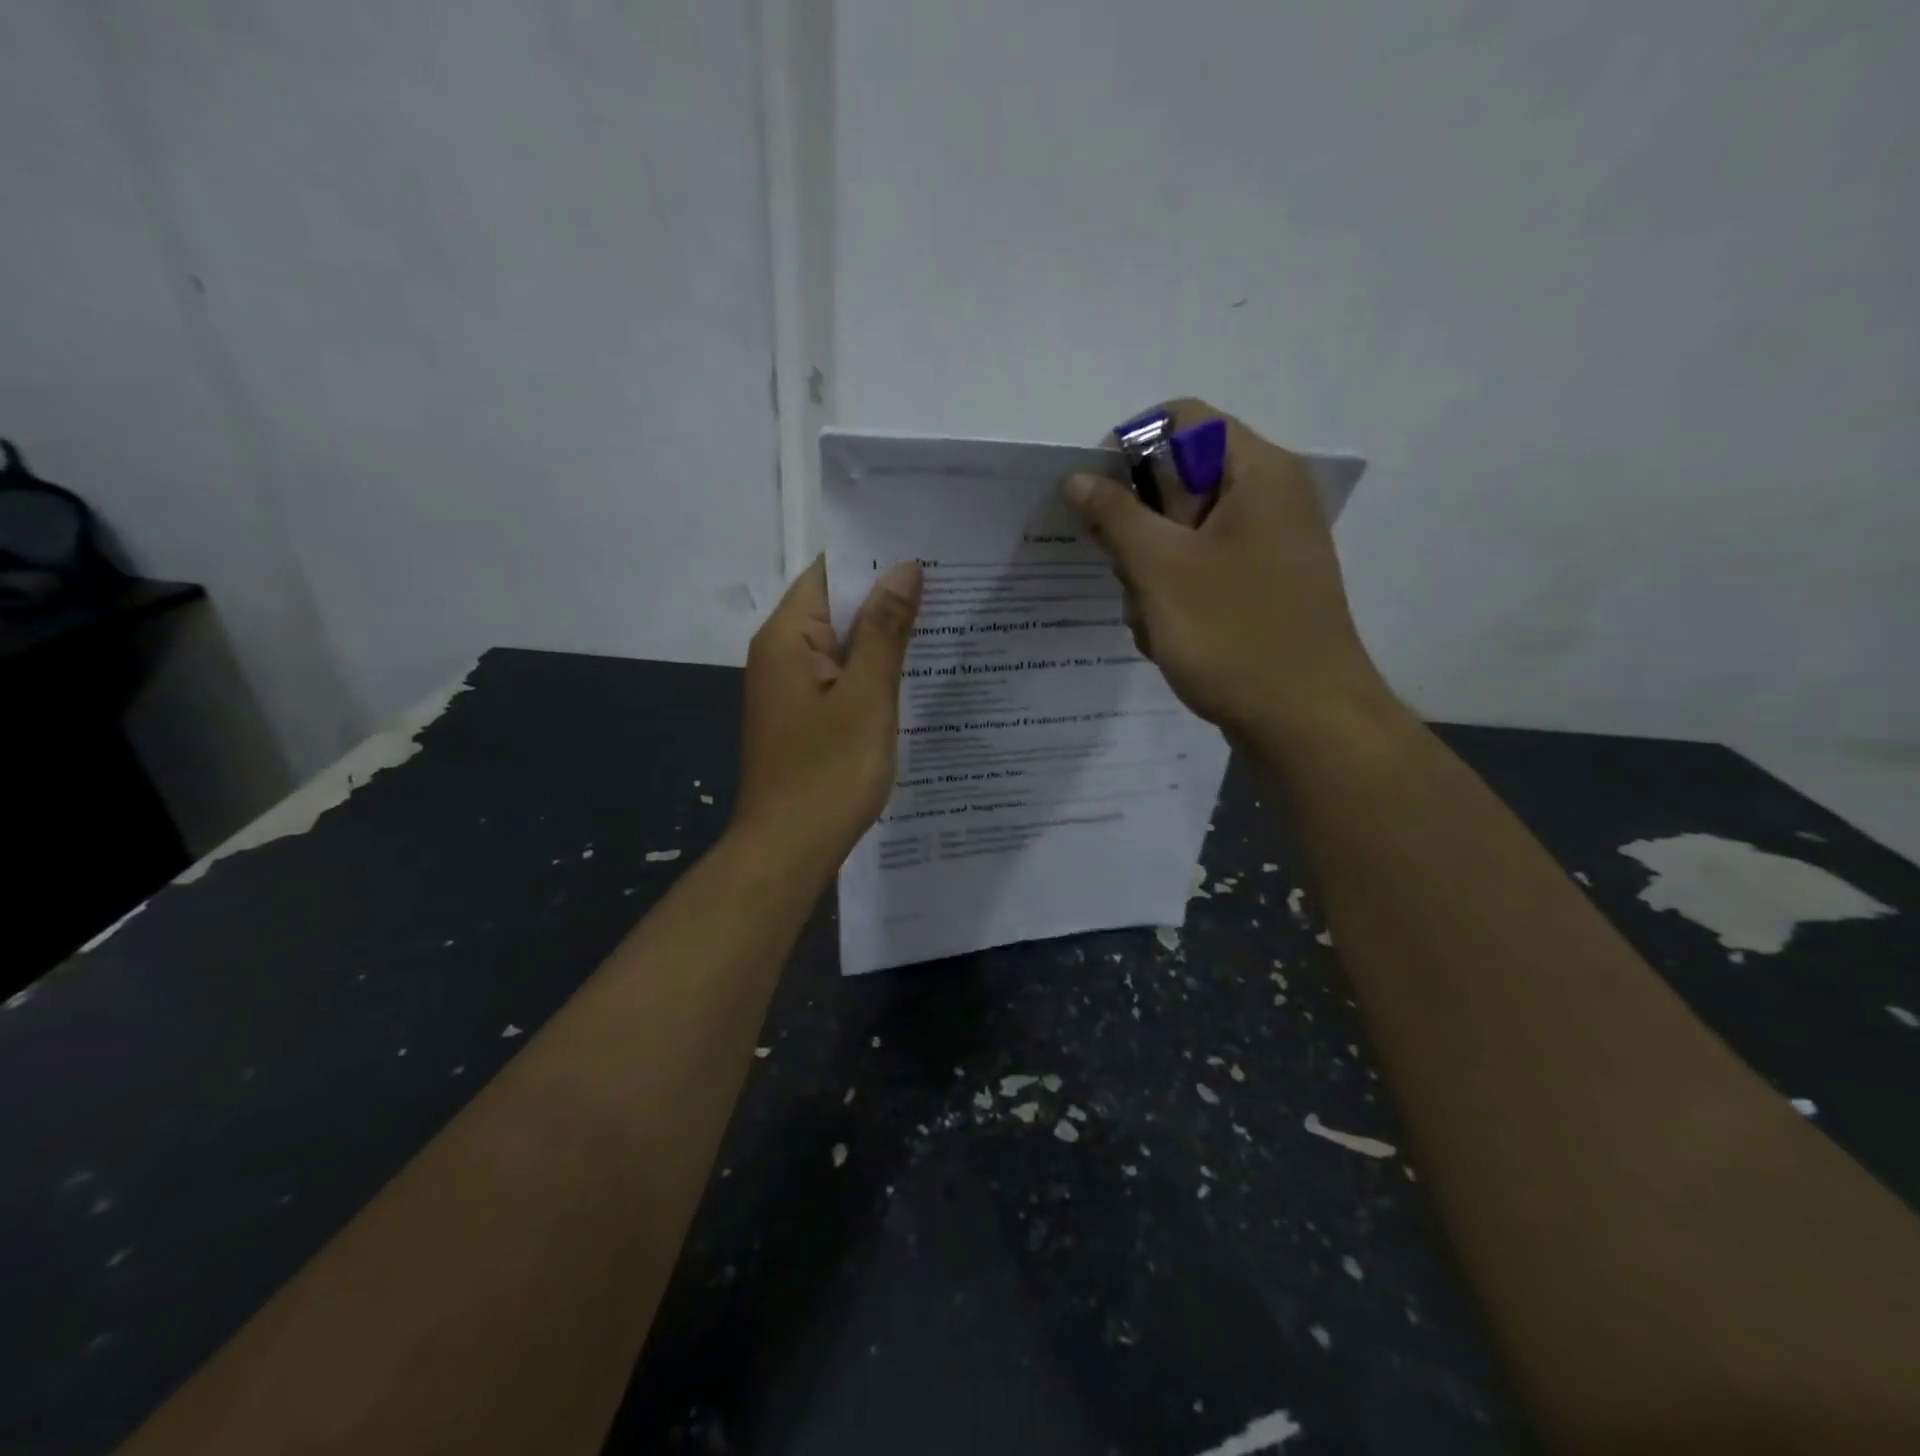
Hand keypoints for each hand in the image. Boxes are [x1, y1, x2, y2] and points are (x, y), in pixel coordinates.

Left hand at [731, 556, 922, 865]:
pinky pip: (841, 679)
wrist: (788, 851)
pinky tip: (913, 674)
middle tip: (952, 586)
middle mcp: (781, 654)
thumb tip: (904, 569)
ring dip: (884, 637)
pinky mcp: (804, 718)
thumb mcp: (866, 696)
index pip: (830, 573)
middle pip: (836, 607)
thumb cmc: (828, 772)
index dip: (875, 559)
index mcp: (787, 638)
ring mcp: (791, 689)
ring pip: (842, 646)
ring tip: (944, 622)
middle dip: (888, 598)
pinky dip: (872, 672)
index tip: (928, 552)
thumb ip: (884, 630)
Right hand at [1065, 398, 1391, 747]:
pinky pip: (1200, 573)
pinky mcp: (1260, 589)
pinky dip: (1173, 599)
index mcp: (1257, 472)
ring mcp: (1267, 548)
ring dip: (1150, 574)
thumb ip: (1115, 515)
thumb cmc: (1233, 634)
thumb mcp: (1160, 569)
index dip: (1127, 448)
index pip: (1181, 420)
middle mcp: (1269, 499)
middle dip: (1138, 530)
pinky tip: (1168, 638)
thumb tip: (1078, 478)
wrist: (1306, 723)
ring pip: (1181, 536)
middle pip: (1178, 482)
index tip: (1095, 500)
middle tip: (1129, 575)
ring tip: (1152, 620)